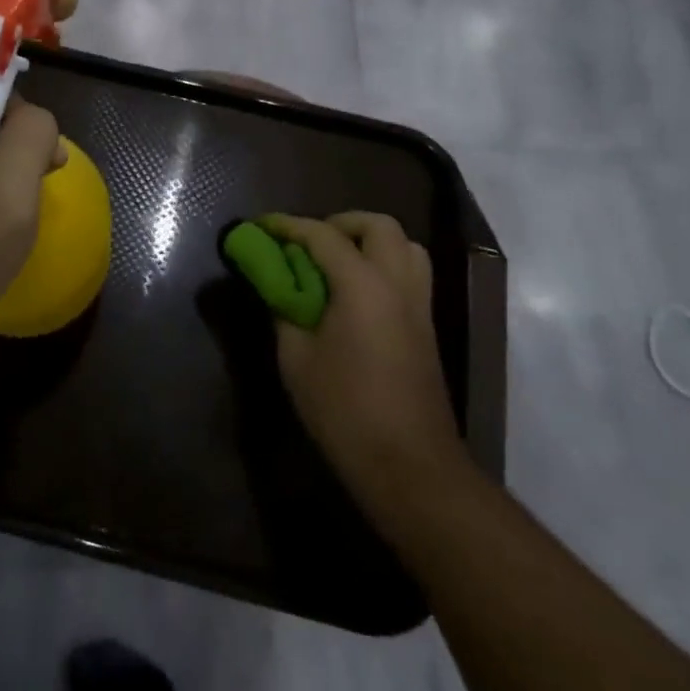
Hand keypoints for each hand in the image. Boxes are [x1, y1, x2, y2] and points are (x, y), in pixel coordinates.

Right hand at [260, 212, 465, 507]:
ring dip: (370, 242)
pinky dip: (383, 266)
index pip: (322, 235)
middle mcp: (397, 283)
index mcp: (363, 285)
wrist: (410, 467)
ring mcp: (419, 305)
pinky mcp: (427, 328)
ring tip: (337, 263)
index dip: (288, 225)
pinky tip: (356, 295)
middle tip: (310, 243)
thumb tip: (277, 287)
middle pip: (379, 226)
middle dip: (341, 223)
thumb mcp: (296, 359)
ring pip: (405, 246)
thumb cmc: (345, 411)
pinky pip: (410, 274)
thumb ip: (284, 311)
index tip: (262, 225)